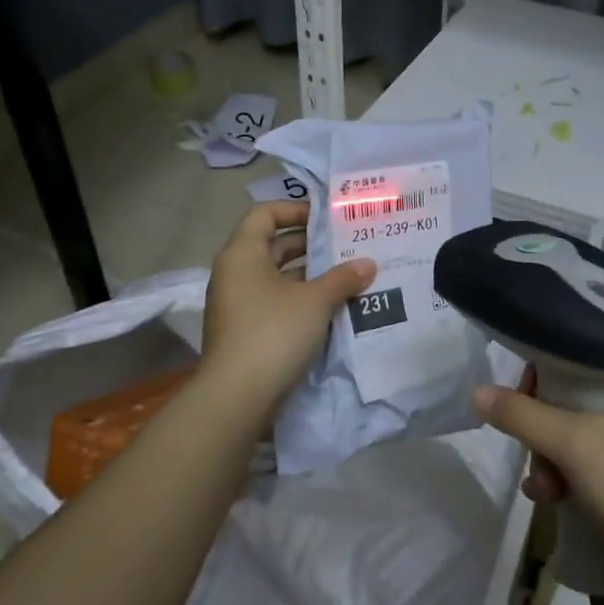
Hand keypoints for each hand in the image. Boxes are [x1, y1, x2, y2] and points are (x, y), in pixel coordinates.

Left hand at [200, 201, 374, 419]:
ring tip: (347, 276)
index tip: (328, 219)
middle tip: (347, 246)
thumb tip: (368, 263)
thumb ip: (343, 278)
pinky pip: (275, 302)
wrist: (238, 395)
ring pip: (277, 277)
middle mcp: (234, 273)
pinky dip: (300, 300)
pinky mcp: (245, 331)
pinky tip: (331, 308)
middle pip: (272, 245)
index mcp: (242, 253)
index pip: (265, 213)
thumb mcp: (315, 301)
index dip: (295, 209)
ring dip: (309, 275)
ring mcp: (237, 304)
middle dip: (310, 245)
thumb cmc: (274, 332)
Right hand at [473, 373, 603, 604]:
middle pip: (576, 403)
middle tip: (533, 453)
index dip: (549, 372)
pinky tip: (549, 500)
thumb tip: (477, 392)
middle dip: (545, 432)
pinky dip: (567, 482)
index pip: (587, 358)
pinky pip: (589, 471)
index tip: (522, 394)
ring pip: (578, 441)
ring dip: (550, 463)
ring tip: (542, 489)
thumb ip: (523, 416)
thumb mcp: (575, 444)